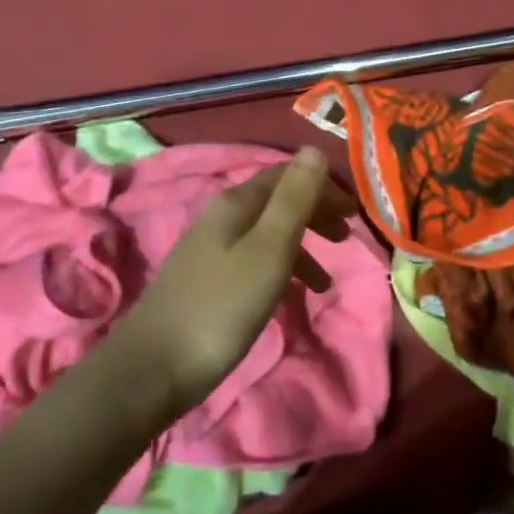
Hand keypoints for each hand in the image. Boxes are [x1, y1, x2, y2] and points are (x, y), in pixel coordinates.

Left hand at [112, 146, 357, 415]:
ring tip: (326, 282)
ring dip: (301, 246)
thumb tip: (314, 148)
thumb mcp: (269, 249)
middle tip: (347, 237)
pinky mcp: (207, 281)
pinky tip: (289, 296)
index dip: (322, 186)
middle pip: (276, 201)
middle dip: (314, 213)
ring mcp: (210, 249)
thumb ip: (294, 199)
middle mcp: (221, 217)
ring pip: (266, 234)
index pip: (286, 175)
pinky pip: (254, 260)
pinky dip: (281, 270)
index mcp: (236, 203)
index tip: (356, 211)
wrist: (157, 364)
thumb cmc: (223, 304)